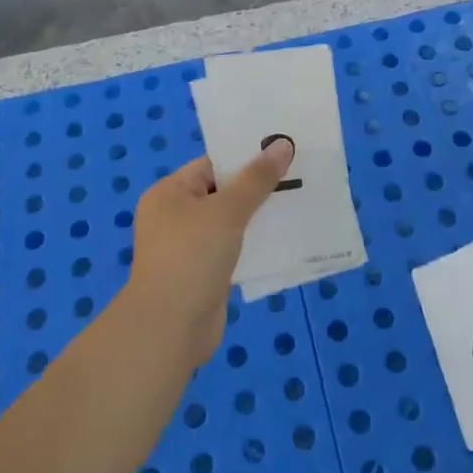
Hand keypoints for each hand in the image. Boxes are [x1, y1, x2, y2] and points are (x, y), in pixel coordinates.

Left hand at [125, 140, 293, 359]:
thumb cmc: (193, 256)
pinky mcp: (205, 273)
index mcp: (170, 193)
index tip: (284, 151)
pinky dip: (257, 244)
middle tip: (301, 176)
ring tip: (302, 204)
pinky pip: (236, 249)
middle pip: (225, 192)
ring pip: (233, 223)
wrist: (171, 327)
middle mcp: (176, 216)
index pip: (213, 164)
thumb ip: (256, 179)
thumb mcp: (227, 211)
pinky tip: (288, 239)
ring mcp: (190, 247)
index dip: (247, 157)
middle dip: (260, 188)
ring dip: (262, 217)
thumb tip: (283, 145)